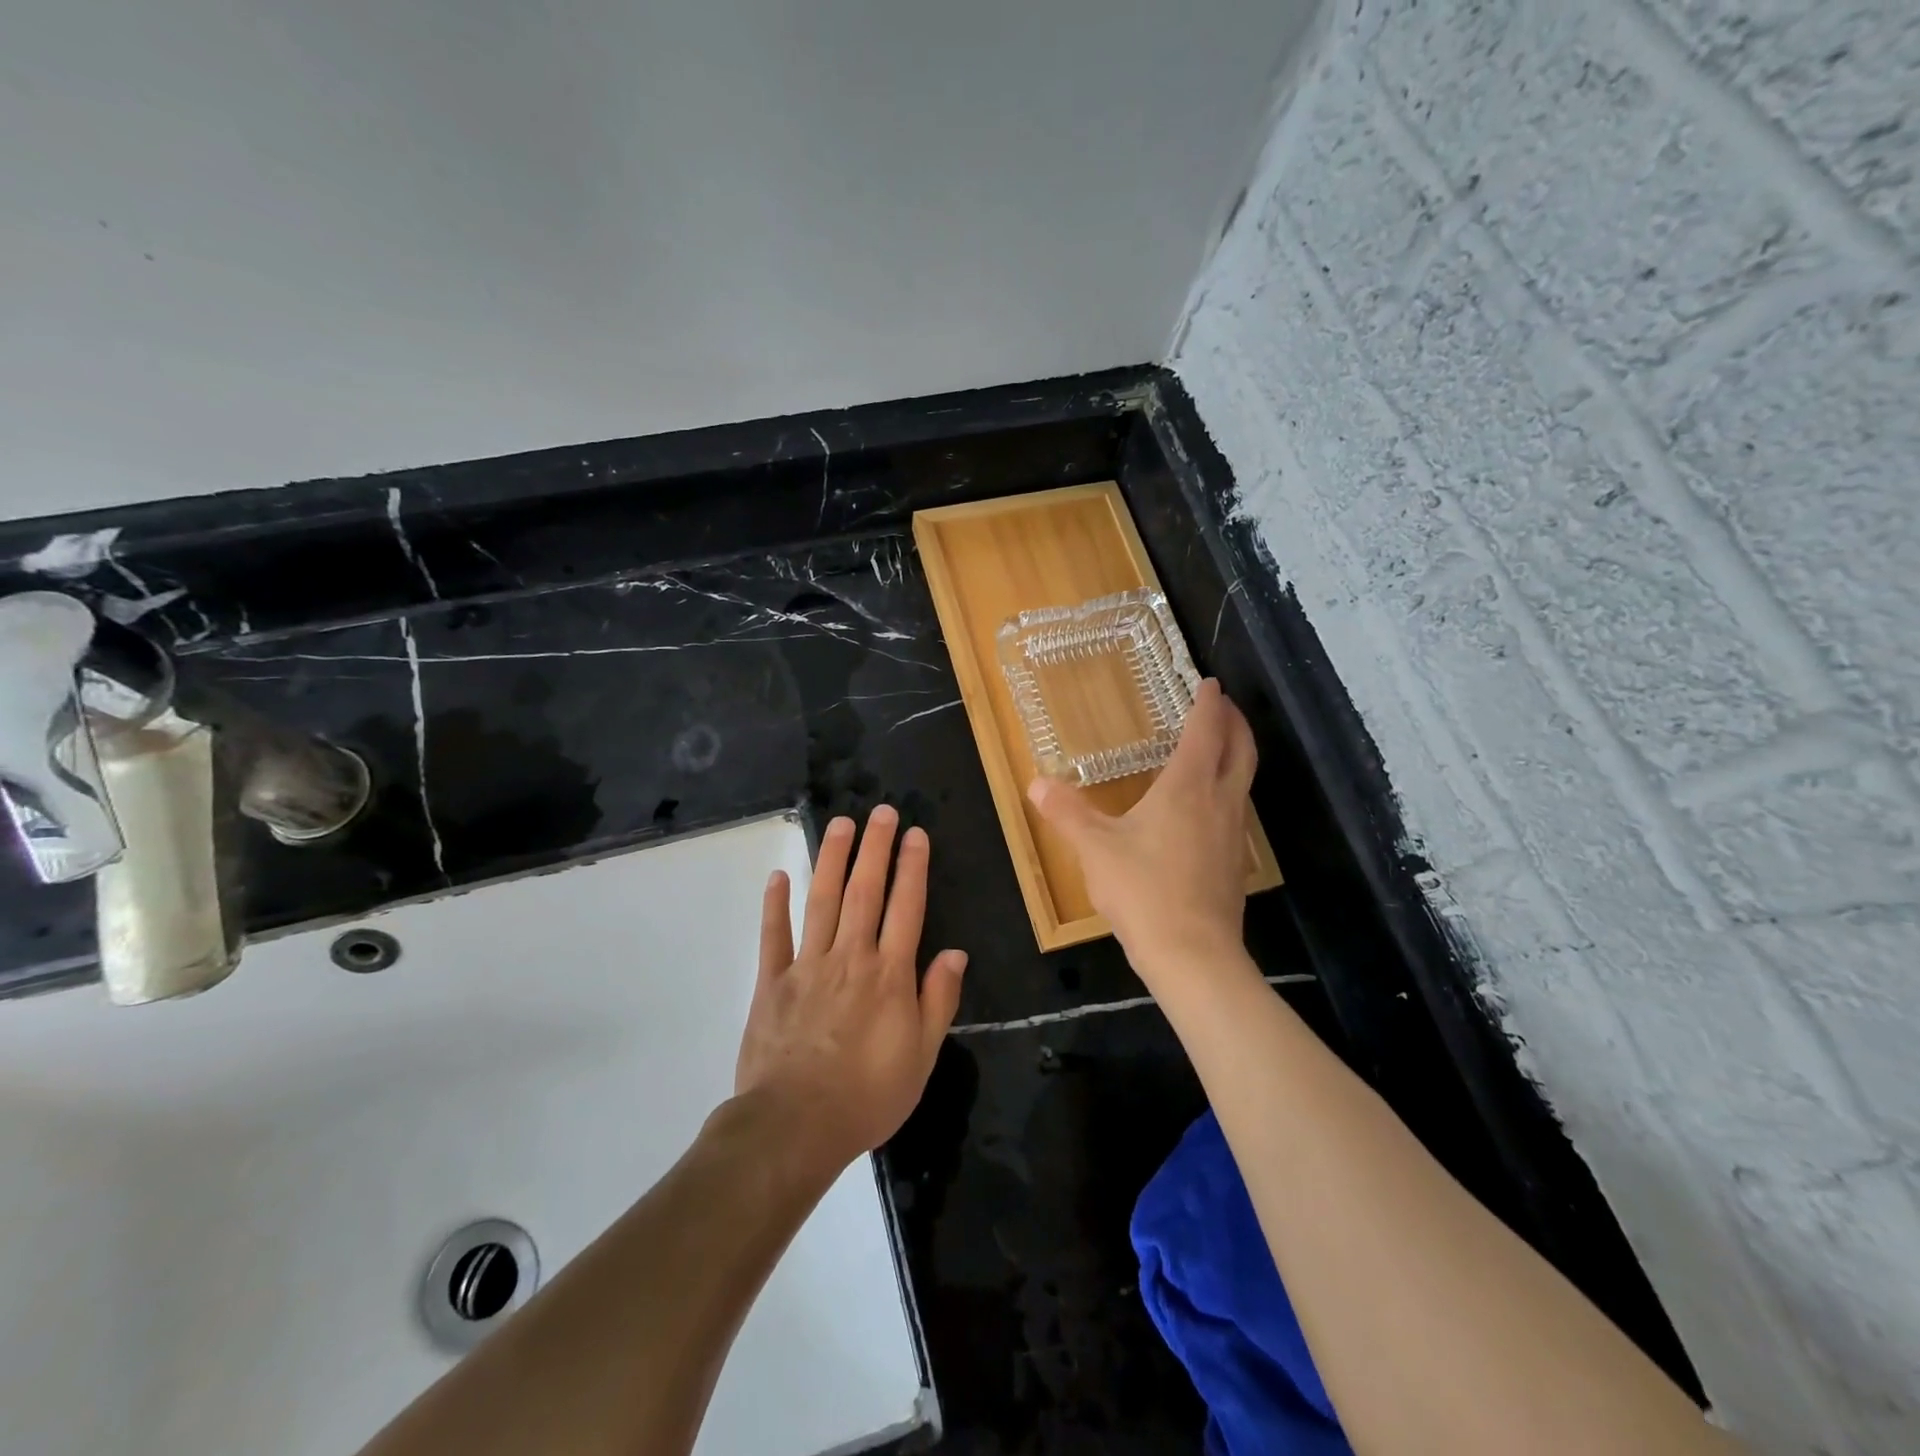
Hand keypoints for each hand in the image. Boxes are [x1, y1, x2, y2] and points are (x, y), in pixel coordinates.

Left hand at [734, 805, 967, 1171]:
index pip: (906, 907)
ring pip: (821, 901)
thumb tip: (955, 954)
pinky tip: (779, 875)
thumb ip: (938, 1000)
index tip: (916, 834)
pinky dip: (775, 904)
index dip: (912, 867)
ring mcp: (807, 966)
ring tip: (840, 824)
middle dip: (875, 848)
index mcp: (889, 974)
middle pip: (864, 891)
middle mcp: (850, 957)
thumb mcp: (921, 1056)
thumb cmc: (868, 1095)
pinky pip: (774, 936)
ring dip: (831, 859)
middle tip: (881, 811)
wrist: (796, 1126)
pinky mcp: (772, 982)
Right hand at [1028, 679, 1256, 985]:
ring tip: (1217, 747)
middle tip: (1223, 705)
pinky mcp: (1234, 862)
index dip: (1209, 704)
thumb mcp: (1095, 848)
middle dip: (1234, 722)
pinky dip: (1228, 789)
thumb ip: (1067, 812)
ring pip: (1243, 779)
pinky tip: (1206, 807)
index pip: (1205, 731)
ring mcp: (1233, 833)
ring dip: (1236, 754)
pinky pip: (1236, 809)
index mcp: (1187, 787)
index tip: (1210, 683)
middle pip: (1240, 750)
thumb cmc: (1143, 890)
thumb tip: (1036, 783)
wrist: (1192, 954)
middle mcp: (1219, 801)